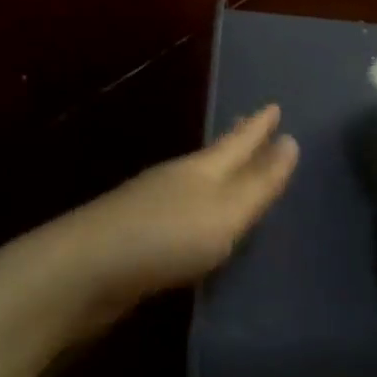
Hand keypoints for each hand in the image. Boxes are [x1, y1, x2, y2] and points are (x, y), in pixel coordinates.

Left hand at [57, 105, 298, 328]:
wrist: (85, 271)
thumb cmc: (167, 237)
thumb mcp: (226, 212)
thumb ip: (259, 183)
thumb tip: (291, 141)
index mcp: (201, 168)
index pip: (238, 140)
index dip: (258, 126)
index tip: (274, 106)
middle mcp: (176, 178)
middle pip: (214, 154)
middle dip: (237, 141)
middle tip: (254, 124)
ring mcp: (151, 204)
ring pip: (195, 181)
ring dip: (218, 173)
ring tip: (232, 172)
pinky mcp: (135, 234)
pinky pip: (180, 210)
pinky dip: (197, 206)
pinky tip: (196, 219)